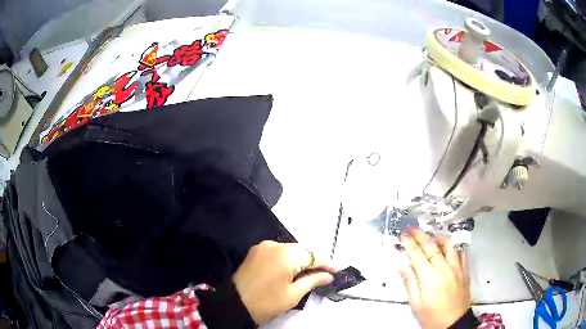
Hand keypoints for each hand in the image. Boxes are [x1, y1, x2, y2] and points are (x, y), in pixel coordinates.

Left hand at [233, 241, 335, 324]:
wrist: (234, 304)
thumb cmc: (267, 302)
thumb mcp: (293, 294)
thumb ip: (313, 280)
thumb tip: (328, 276)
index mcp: (286, 254)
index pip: (313, 255)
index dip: (327, 263)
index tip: (338, 271)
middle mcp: (275, 244)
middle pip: (302, 250)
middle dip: (314, 261)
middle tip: (325, 273)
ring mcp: (263, 246)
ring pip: (290, 250)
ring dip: (301, 259)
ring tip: (310, 272)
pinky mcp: (255, 251)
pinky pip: (277, 252)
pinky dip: (287, 259)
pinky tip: (292, 269)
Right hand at [399, 228, 470, 328]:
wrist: (453, 323)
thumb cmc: (431, 316)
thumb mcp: (415, 303)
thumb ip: (409, 282)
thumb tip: (400, 265)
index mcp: (429, 277)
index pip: (417, 254)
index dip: (409, 243)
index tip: (403, 234)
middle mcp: (444, 268)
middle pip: (432, 245)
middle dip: (420, 235)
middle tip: (412, 229)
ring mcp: (457, 267)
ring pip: (448, 244)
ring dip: (437, 238)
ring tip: (430, 240)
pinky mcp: (465, 270)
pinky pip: (460, 252)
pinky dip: (452, 248)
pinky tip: (447, 251)